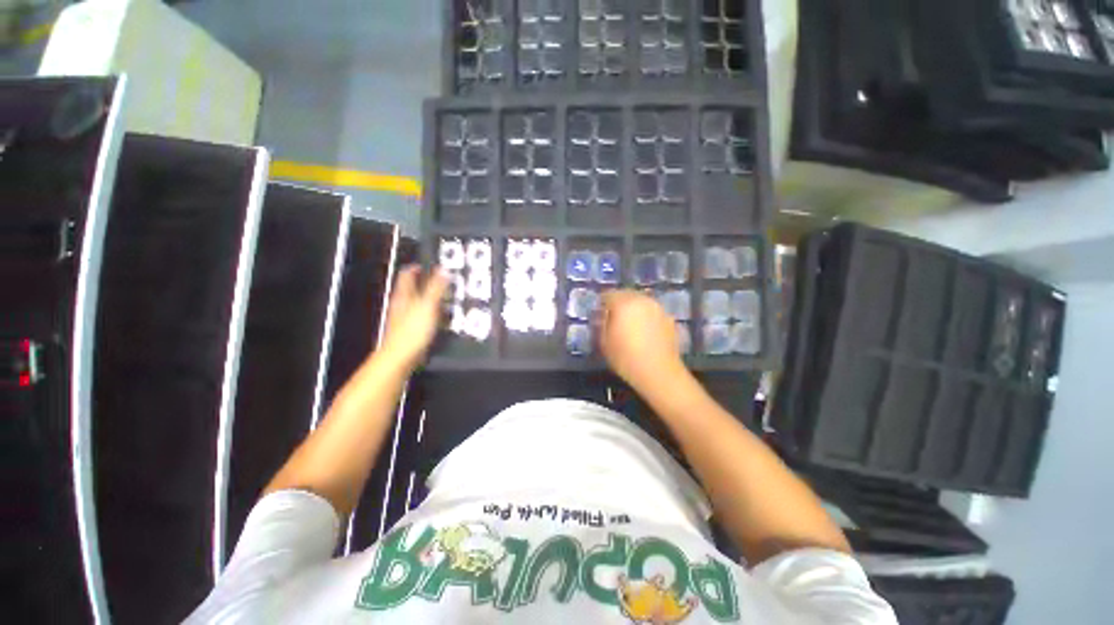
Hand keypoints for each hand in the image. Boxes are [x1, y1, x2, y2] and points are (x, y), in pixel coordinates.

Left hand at [378, 266, 448, 370]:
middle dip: (424, 282)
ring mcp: (404, 318)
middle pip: (411, 288)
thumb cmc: (412, 330)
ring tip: (443, 297)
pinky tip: (439, 317)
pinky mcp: (410, 330)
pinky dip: (431, 313)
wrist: (401, 357)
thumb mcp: (428, 306)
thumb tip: (442, 270)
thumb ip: (436, 288)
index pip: (407, 275)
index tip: (426, 264)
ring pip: (417, 302)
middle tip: (440, 280)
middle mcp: (401, 304)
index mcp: (404, 295)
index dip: (416, 268)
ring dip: (429, 298)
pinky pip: (421, 316)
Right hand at [598, 290, 686, 391]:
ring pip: (641, 302)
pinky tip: (644, 332)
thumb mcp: (604, 342)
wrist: (659, 372)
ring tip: (629, 325)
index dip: (602, 304)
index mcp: (624, 303)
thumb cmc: (626, 358)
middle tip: (613, 318)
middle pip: (626, 294)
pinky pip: (652, 312)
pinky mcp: (668, 318)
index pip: (608, 294)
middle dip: (618, 303)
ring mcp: (657, 308)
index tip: (599, 315)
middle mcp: (642, 300)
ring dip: (633, 309)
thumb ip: (601, 323)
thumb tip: (602, 315)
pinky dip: (646, 316)